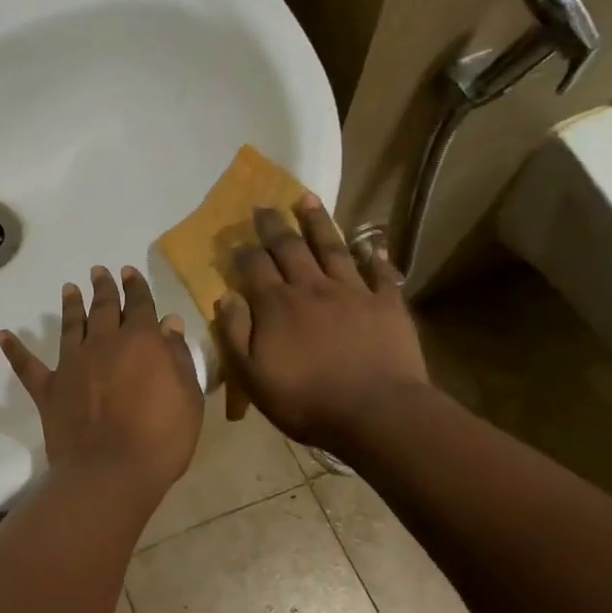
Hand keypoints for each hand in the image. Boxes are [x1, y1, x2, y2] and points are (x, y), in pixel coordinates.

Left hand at [0, 265, 203, 493]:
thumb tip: (168, 324)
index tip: (129, 272)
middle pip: (103, 308)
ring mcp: (72, 364)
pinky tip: (2, 334)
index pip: (140, 305)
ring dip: (70, 306)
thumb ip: (177, 357)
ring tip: (68, 288)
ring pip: (70, 325)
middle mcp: (103, 343)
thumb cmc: (161, 439)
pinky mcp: (48, 388)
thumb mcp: (187, 397)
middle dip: (103, 287)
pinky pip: (27, 365)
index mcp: (141, 341)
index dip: (136, 287)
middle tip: (99, 271)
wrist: (111, 472)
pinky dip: (14, 349)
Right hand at [216, 195, 429, 459]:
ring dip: (318, 222)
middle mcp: (311, 288)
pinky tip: (372, 244)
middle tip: (264, 205)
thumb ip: (234, 334)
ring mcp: (352, 292)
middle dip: (274, 225)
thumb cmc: (306, 401)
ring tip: (307, 198)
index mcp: (276, 305)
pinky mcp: (387, 304)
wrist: (376, 414)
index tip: (235, 240)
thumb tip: (224, 297)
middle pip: (289, 247)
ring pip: (332, 248)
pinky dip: (375, 257)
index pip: (253, 266)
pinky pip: (380, 273)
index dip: (243, 251)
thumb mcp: (251, 376)